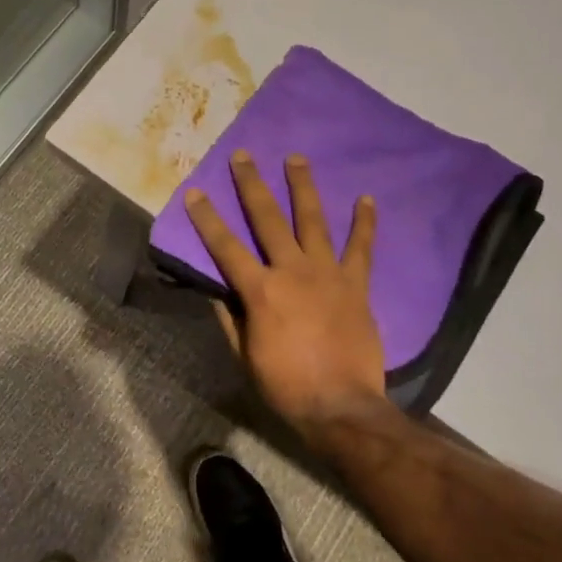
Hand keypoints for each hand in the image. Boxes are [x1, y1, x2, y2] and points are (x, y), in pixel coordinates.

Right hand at [185, 152, 385, 440]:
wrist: (341, 405)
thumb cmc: (285, 385)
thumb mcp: (244, 355)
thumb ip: (230, 318)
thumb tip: (217, 290)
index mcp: (260, 291)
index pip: (226, 247)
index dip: (207, 219)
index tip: (196, 192)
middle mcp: (292, 271)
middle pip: (268, 219)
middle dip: (252, 185)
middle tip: (243, 156)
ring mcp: (328, 274)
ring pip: (313, 221)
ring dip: (303, 187)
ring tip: (296, 159)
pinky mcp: (355, 284)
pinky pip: (361, 248)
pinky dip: (364, 223)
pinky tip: (365, 198)